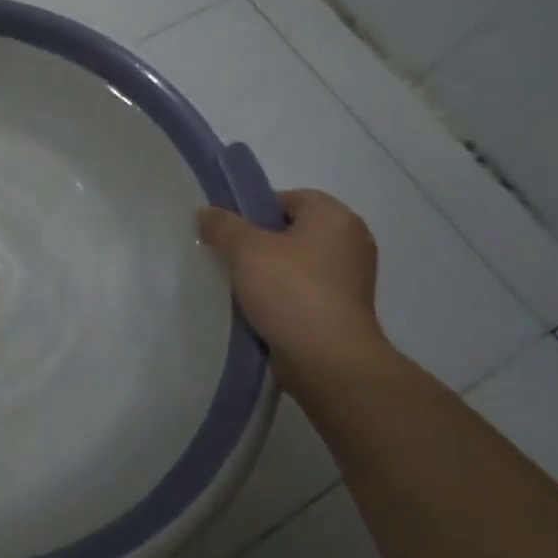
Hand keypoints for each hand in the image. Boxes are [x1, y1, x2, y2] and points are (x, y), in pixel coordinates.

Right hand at [197, 189, 389, 381]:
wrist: (328, 359)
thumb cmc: (290, 291)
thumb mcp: (246, 250)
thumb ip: (222, 226)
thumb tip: (205, 213)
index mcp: (335, 217)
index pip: (289, 198)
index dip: (255, 210)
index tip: (231, 233)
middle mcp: (351, 241)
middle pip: (293, 230)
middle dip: (261, 242)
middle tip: (231, 257)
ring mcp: (352, 277)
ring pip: (299, 262)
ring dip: (271, 271)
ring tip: (240, 285)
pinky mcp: (345, 308)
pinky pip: (306, 289)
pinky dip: (285, 294)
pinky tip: (261, 308)